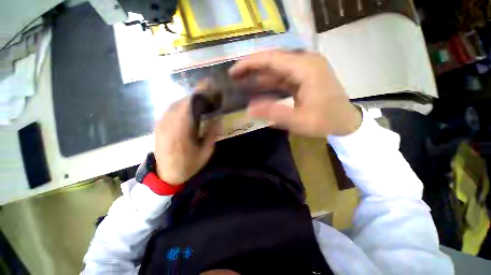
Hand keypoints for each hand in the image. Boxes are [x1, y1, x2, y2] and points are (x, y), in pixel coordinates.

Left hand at [154, 97, 215, 184]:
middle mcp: (169, 124)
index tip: (209, 85)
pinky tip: (189, 109)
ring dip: (188, 100)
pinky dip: (181, 105)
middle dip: (196, 95)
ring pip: (175, 104)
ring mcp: (161, 124)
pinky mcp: (158, 125)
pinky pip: (169, 110)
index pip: (189, 105)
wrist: (165, 175)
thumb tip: (218, 117)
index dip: (199, 93)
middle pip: (182, 102)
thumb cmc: (188, 165)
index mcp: (181, 132)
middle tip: (208, 94)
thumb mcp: (205, 152)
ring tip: (200, 100)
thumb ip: (212, 133)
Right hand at [229, 51, 361, 136]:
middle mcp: (306, 62)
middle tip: (234, 77)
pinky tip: (258, 87)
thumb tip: (249, 109)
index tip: (234, 72)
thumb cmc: (326, 121)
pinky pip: (282, 76)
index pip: (272, 59)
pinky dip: (269, 81)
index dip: (250, 63)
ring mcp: (306, 68)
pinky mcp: (304, 76)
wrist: (345, 121)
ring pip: (276, 68)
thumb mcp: (299, 121)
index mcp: (306, 68)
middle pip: (273, 60)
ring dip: (259, 75)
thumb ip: (274, 113)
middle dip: (252, 68)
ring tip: (242, 82)